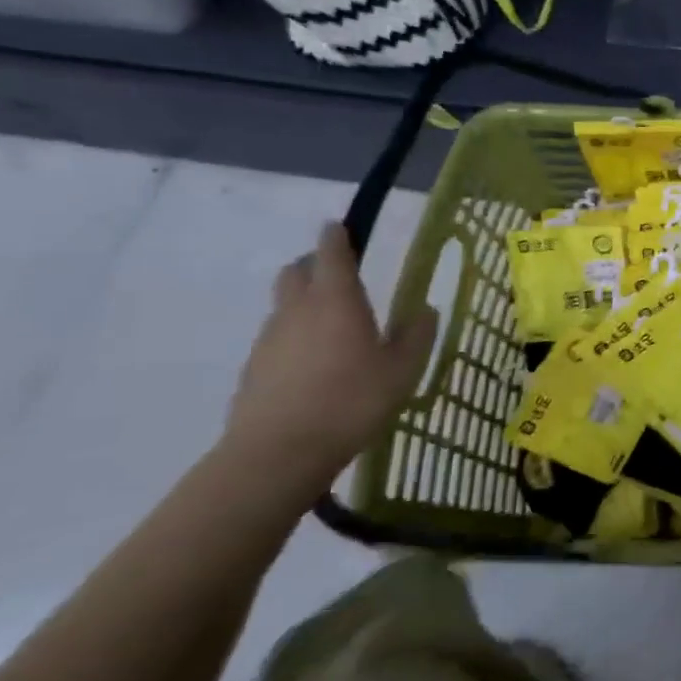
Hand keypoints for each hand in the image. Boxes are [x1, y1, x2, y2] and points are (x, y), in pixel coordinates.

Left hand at [222, 223, 438, 483]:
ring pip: (285, 305)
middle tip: (341, 276)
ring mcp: (269, 339)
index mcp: (336, 301)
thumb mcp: (403, 370)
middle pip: (297, 271)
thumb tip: (426, 310)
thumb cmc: (352, 402)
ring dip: (305, 303)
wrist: (278, 453)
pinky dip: (295, 337)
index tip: (340, 226)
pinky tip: (316, 365)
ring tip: (334, 327)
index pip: (332, 253)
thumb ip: (418, 336)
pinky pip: (277, 338)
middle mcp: (297, 311)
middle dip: (316, 265)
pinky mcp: (254, 368)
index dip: (337, 236)